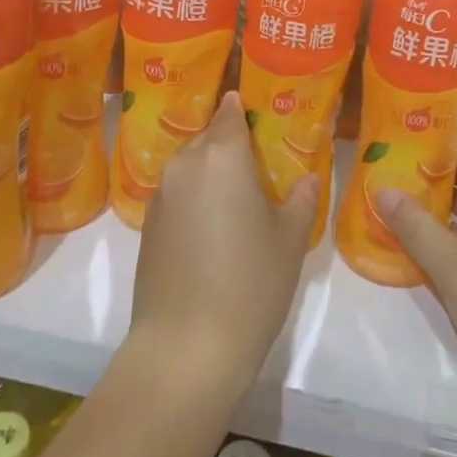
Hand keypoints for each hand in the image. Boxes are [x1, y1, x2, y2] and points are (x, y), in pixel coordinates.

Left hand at [130, 91, 317, 397]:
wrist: (186, 348)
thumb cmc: (250, 283)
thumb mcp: (289, 240)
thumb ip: (301, 199)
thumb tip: (308, 178)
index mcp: (222, 155)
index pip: (230, 112)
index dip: (244, 109)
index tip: (261, 115)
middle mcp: (185, 164)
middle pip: (209, 138)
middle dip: (231, 144)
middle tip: (260, 164)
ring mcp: (161, 195)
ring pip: (190, 167)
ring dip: (211, 173)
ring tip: (239, 198)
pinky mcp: (148, 226)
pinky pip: (177, 195)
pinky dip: (195, 199)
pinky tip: (213, 230)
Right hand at [378, 138, 456, 410]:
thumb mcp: (456, 271)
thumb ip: (416, 227)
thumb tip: (381, 188)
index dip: (430, 144)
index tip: (392, 141)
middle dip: (426, 178)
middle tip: (382, 174)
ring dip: (437, 211)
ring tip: (392, 205)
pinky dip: (452, 237)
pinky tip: (420, 246)